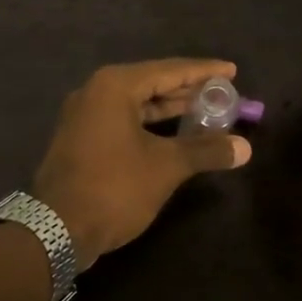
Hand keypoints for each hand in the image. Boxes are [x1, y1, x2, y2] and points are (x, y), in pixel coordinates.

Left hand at [32, 59, 252, 267]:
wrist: (56, 230)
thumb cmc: (114, 188)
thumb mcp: (166, 167)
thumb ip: (206, 150)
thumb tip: (245, 148)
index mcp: (114, 86)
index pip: (169, 70)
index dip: (203, 71)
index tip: (232, 71)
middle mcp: (95, 92)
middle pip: (151, 83)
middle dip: (187, 89)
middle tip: (222, 93)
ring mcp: (84, 117)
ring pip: (136, 104)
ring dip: (169, 108)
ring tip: (204, 111)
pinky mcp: (80, 140)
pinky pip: (122, 121)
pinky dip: (149, 124)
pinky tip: (172, 135)